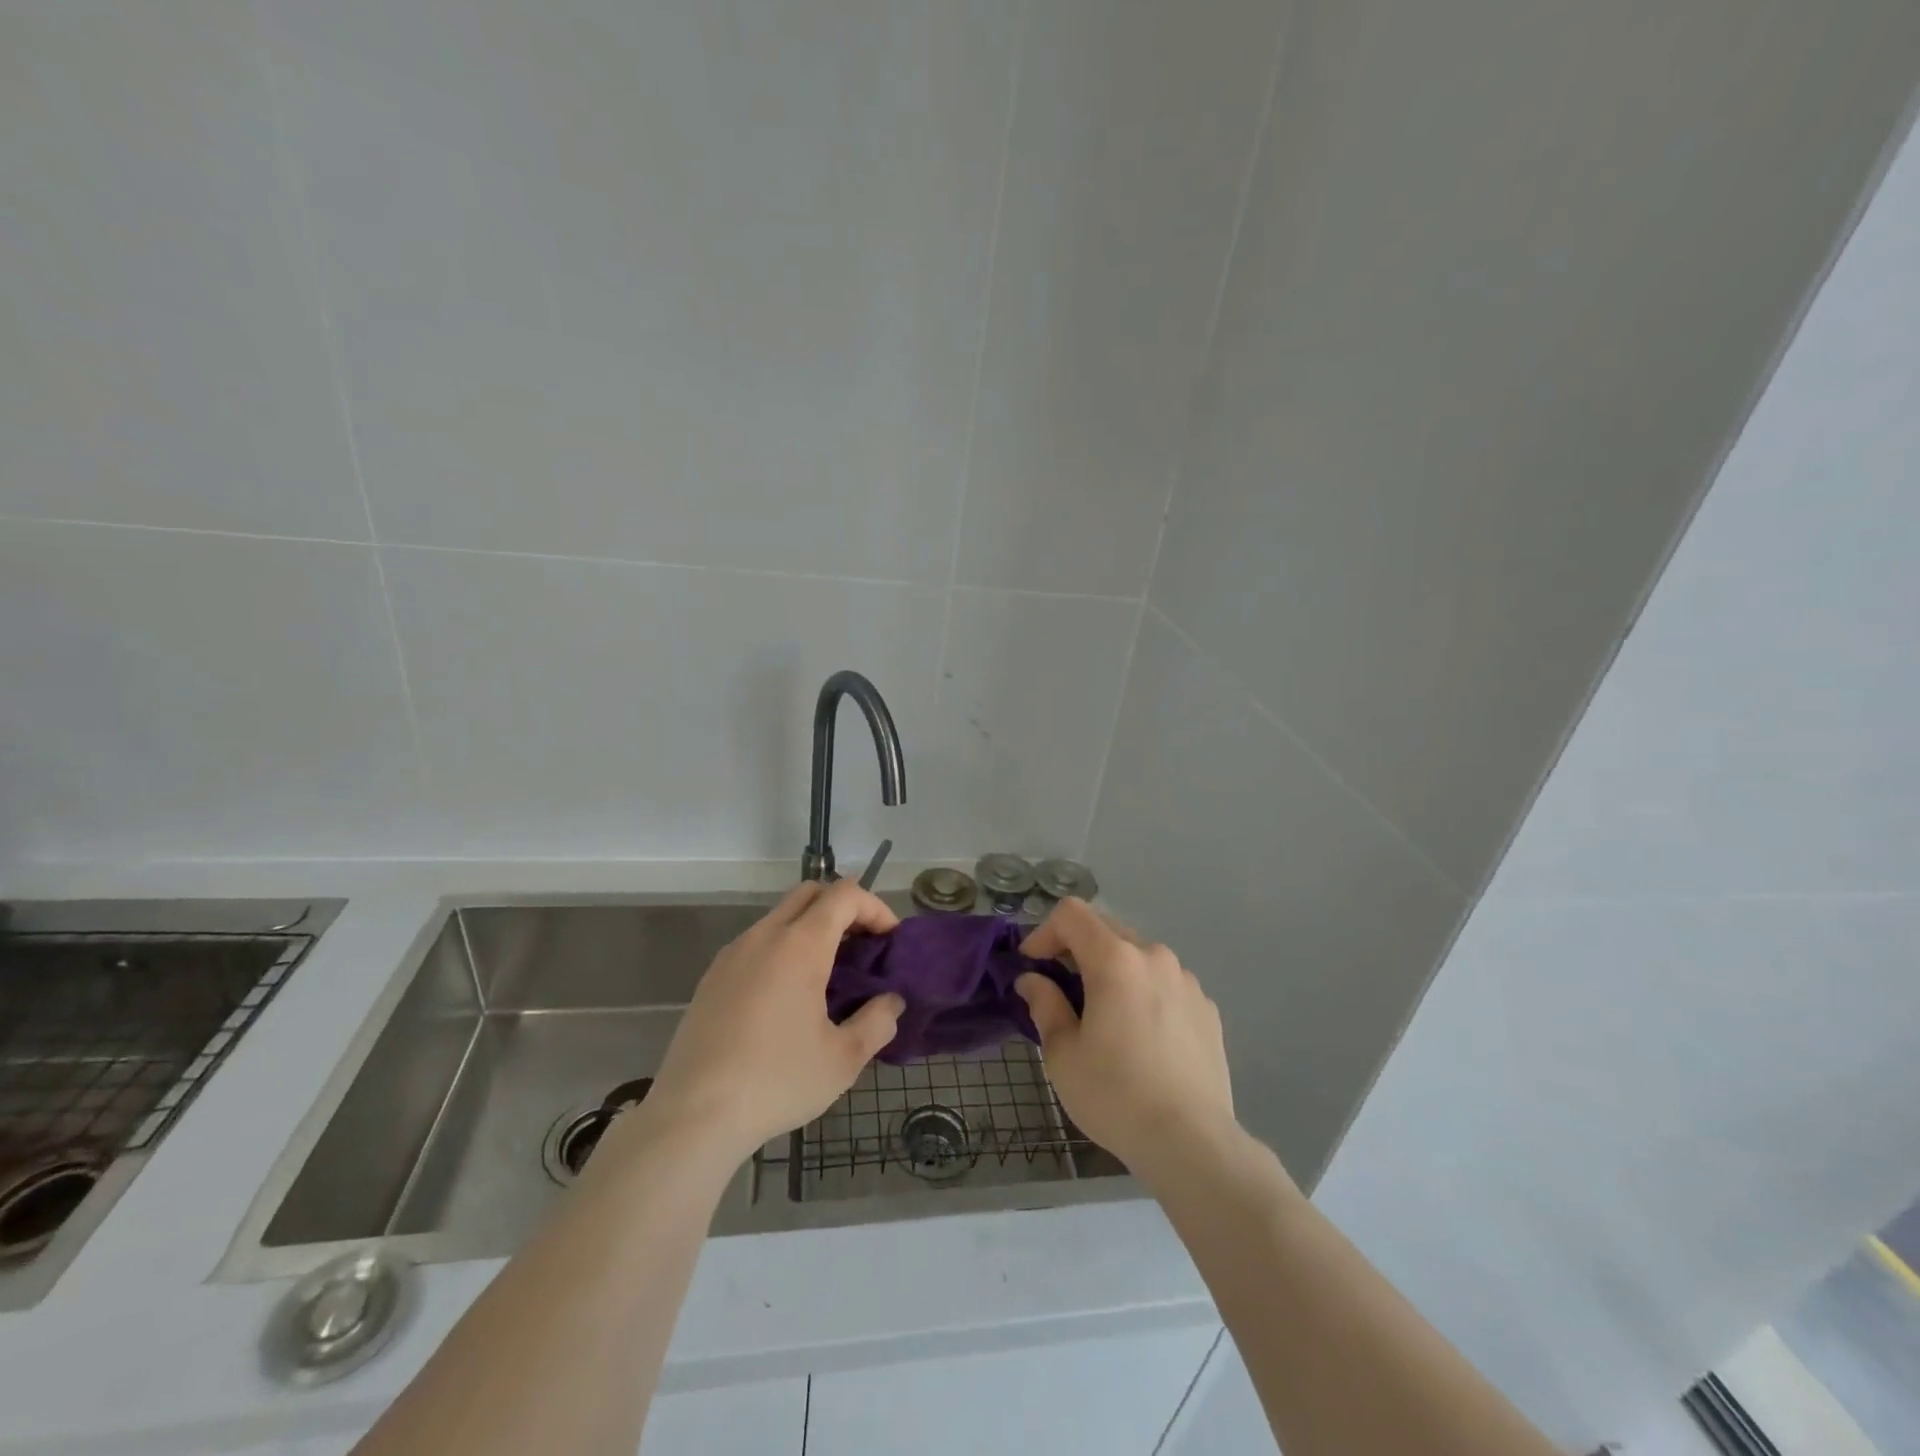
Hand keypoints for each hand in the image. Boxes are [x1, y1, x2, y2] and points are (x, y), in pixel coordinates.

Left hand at [643, 880, 904, 1161]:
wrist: (692, 1116)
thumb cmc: (776, 1081)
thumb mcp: (842, 1059)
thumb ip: (877, 1022)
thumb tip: (891, 1002)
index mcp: (799, 945)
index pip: (844, 895)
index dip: (875, 907)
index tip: (890, 940)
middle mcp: (764, 936)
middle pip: (810, 893)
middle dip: (844, 908)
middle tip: (863, 947)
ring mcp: (732, 954)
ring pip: (780, 917)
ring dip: (812, 929)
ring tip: (830, 975)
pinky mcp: (712, 977)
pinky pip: (757, 943)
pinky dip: (784, 949)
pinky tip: (788, 998)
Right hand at [1015, 898, 1234, 1185]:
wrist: (1192, 1143)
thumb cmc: (1115, 1095)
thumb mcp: (1063, 1054)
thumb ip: (1045, 1005)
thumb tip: (1033, 981)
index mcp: (1116, 960)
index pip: (1071, 914)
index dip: (1044, 932)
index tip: (1032, 967)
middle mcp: (1154, 957)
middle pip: (1106, 929)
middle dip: (1076, 950)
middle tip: (1060, 989)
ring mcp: (1187, 981)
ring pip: (1138, 956)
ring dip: (1113, 970)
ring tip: (1104, 1015)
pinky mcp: (1207, 1008)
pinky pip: (1165, 983)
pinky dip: (1144, 992)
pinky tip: (1142, 1036)